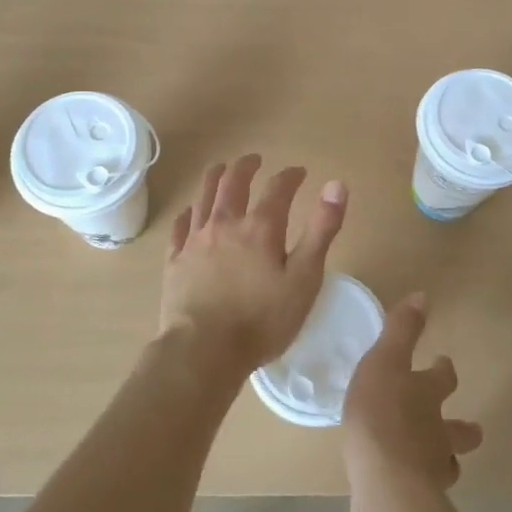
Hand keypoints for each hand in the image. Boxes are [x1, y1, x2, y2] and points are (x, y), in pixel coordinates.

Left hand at [159, 154, 346, 377]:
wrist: (203, 351)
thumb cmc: (262, 320)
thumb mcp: (304, 278)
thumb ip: (321, 231)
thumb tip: (336, 184)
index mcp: (260, 227)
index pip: (278, 189)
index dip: (290, 177)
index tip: (299, 172)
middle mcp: (225, 224)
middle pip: (233, 183)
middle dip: (246, 167)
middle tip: (254, 160)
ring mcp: (196, 241)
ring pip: (203, 197)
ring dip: (214, 178)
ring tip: (220, 168)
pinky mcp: (175, 261)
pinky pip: (180, 227)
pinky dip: (187, 213)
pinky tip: (190, 212)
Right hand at [342, 292, 483, 511]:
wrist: (384, 480)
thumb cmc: (381, 412)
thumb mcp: (385, 361)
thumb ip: (401, 331)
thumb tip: (423, 296)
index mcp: (428, 394)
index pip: (444, 377)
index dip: (444, 370)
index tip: (443, 363)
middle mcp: (438, 430)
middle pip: (460, 430)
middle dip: (463, 427)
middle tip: (467, 427)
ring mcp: (432, 469)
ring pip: (448, 463)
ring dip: (445, 458)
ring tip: (439, 461)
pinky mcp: (417, 500)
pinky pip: (424, 490)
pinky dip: (421, 485)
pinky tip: (409, 486)